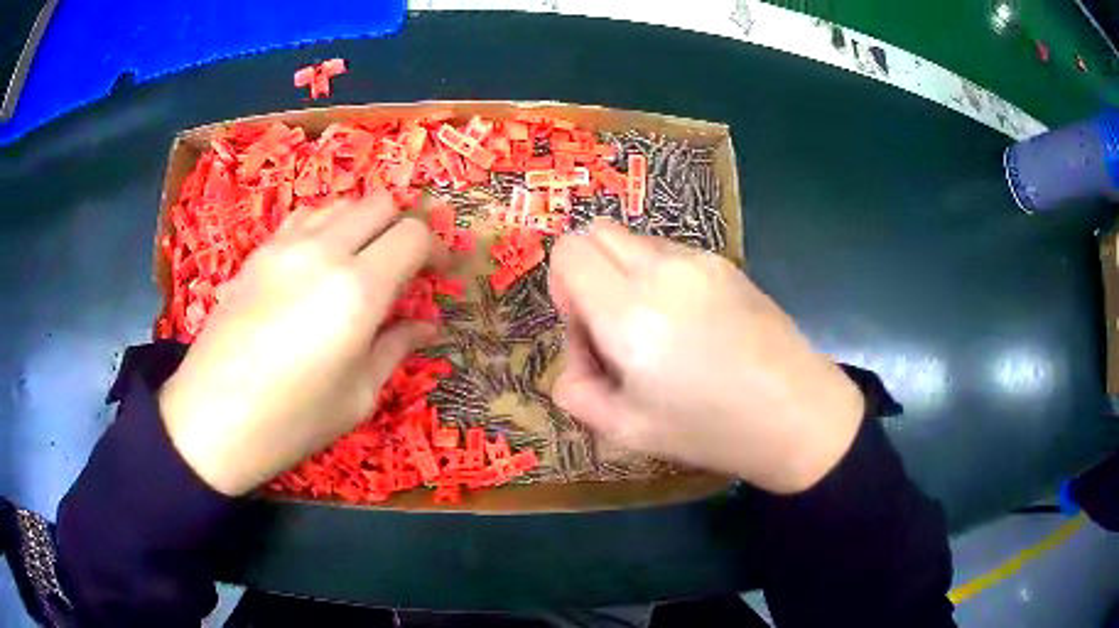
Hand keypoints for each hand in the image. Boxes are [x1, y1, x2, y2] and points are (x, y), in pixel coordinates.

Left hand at [158, 194, 443, 495]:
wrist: (211, 419)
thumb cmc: (292, 421)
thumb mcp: (357, 396)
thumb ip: (395, 348)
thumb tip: (426, 324)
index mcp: (357, 291)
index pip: (413, 235)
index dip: (436, 248)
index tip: (438, 273)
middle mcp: (323, 251)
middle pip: (380, 204)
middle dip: (402, 228)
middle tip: (405, 267)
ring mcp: (284, 245)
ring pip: (341, 204)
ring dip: (363, 224)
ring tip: (362, 263)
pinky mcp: (258, 252)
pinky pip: (304, 218)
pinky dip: (326, 228)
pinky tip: (319, 263)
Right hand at [549, 219, 863, 493]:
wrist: (797, 414)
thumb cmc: (711, 430)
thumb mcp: (626, 431)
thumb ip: (576, 391)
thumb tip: (576, 359)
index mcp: (629, 313)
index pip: (569, 252)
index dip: (563, 286)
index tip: (586, 328)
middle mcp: (662, 271)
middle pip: (597, 232)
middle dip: (588, 271)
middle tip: (611, 325)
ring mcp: (700, 260)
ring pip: (635, 241)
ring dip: (625, 273)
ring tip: (657, 329)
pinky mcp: (727, 263)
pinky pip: (671, 252)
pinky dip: (659, 276)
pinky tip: (691, 324)